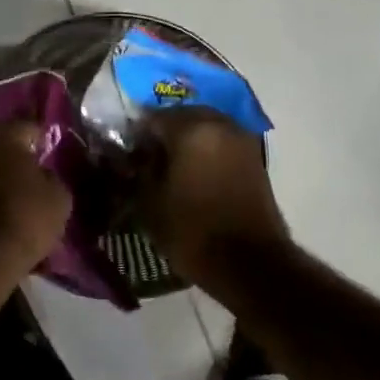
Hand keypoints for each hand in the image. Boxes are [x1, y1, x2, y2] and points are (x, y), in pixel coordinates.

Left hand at [0, 122, 71, 273]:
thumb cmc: (24, 216)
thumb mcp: (59, 196)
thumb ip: (51, 175)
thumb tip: (41, 174)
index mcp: (0, 131)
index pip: (30, 128)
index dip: (44, 143)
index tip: (52, 159)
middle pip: (0, 143)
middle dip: (15, 156)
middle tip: (33, 177)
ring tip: (14, 197)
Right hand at [134, 107, 289, 283]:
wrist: (249, 263)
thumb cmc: (192, 231)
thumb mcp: (149, 201)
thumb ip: (139, 168)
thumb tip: (137, 154)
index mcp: (191, 129)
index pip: (152, 116)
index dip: (135, 134)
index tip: (125, 153)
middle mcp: (219, 124)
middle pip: (181, 116)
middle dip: (163, 132)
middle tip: (147, 157)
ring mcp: (241, 139)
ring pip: (204, 127)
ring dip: (186, 140)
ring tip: (170, 167)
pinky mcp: (253, 158)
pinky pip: (220, 142)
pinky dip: (205, 151)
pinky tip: (192, 173)